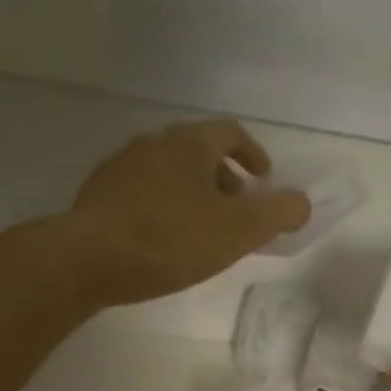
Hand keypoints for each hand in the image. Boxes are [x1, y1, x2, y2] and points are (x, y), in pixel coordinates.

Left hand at [67, 119, 309, 305]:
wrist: (89, 258)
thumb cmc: (172, 239)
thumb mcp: (240, 229)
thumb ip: (279, 212)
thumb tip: (301, 202)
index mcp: (191, 143)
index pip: (231, 133)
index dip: (253, 155)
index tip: (263, 182)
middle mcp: (155, 142)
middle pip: (199, 151)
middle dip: (224, 179)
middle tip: (236, 213)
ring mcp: (122, 166)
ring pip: (170, 172)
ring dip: (193, 193)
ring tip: (201, 231)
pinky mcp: (99, 193)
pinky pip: (144, 191)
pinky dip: (164, 206)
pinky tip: (164, 239)